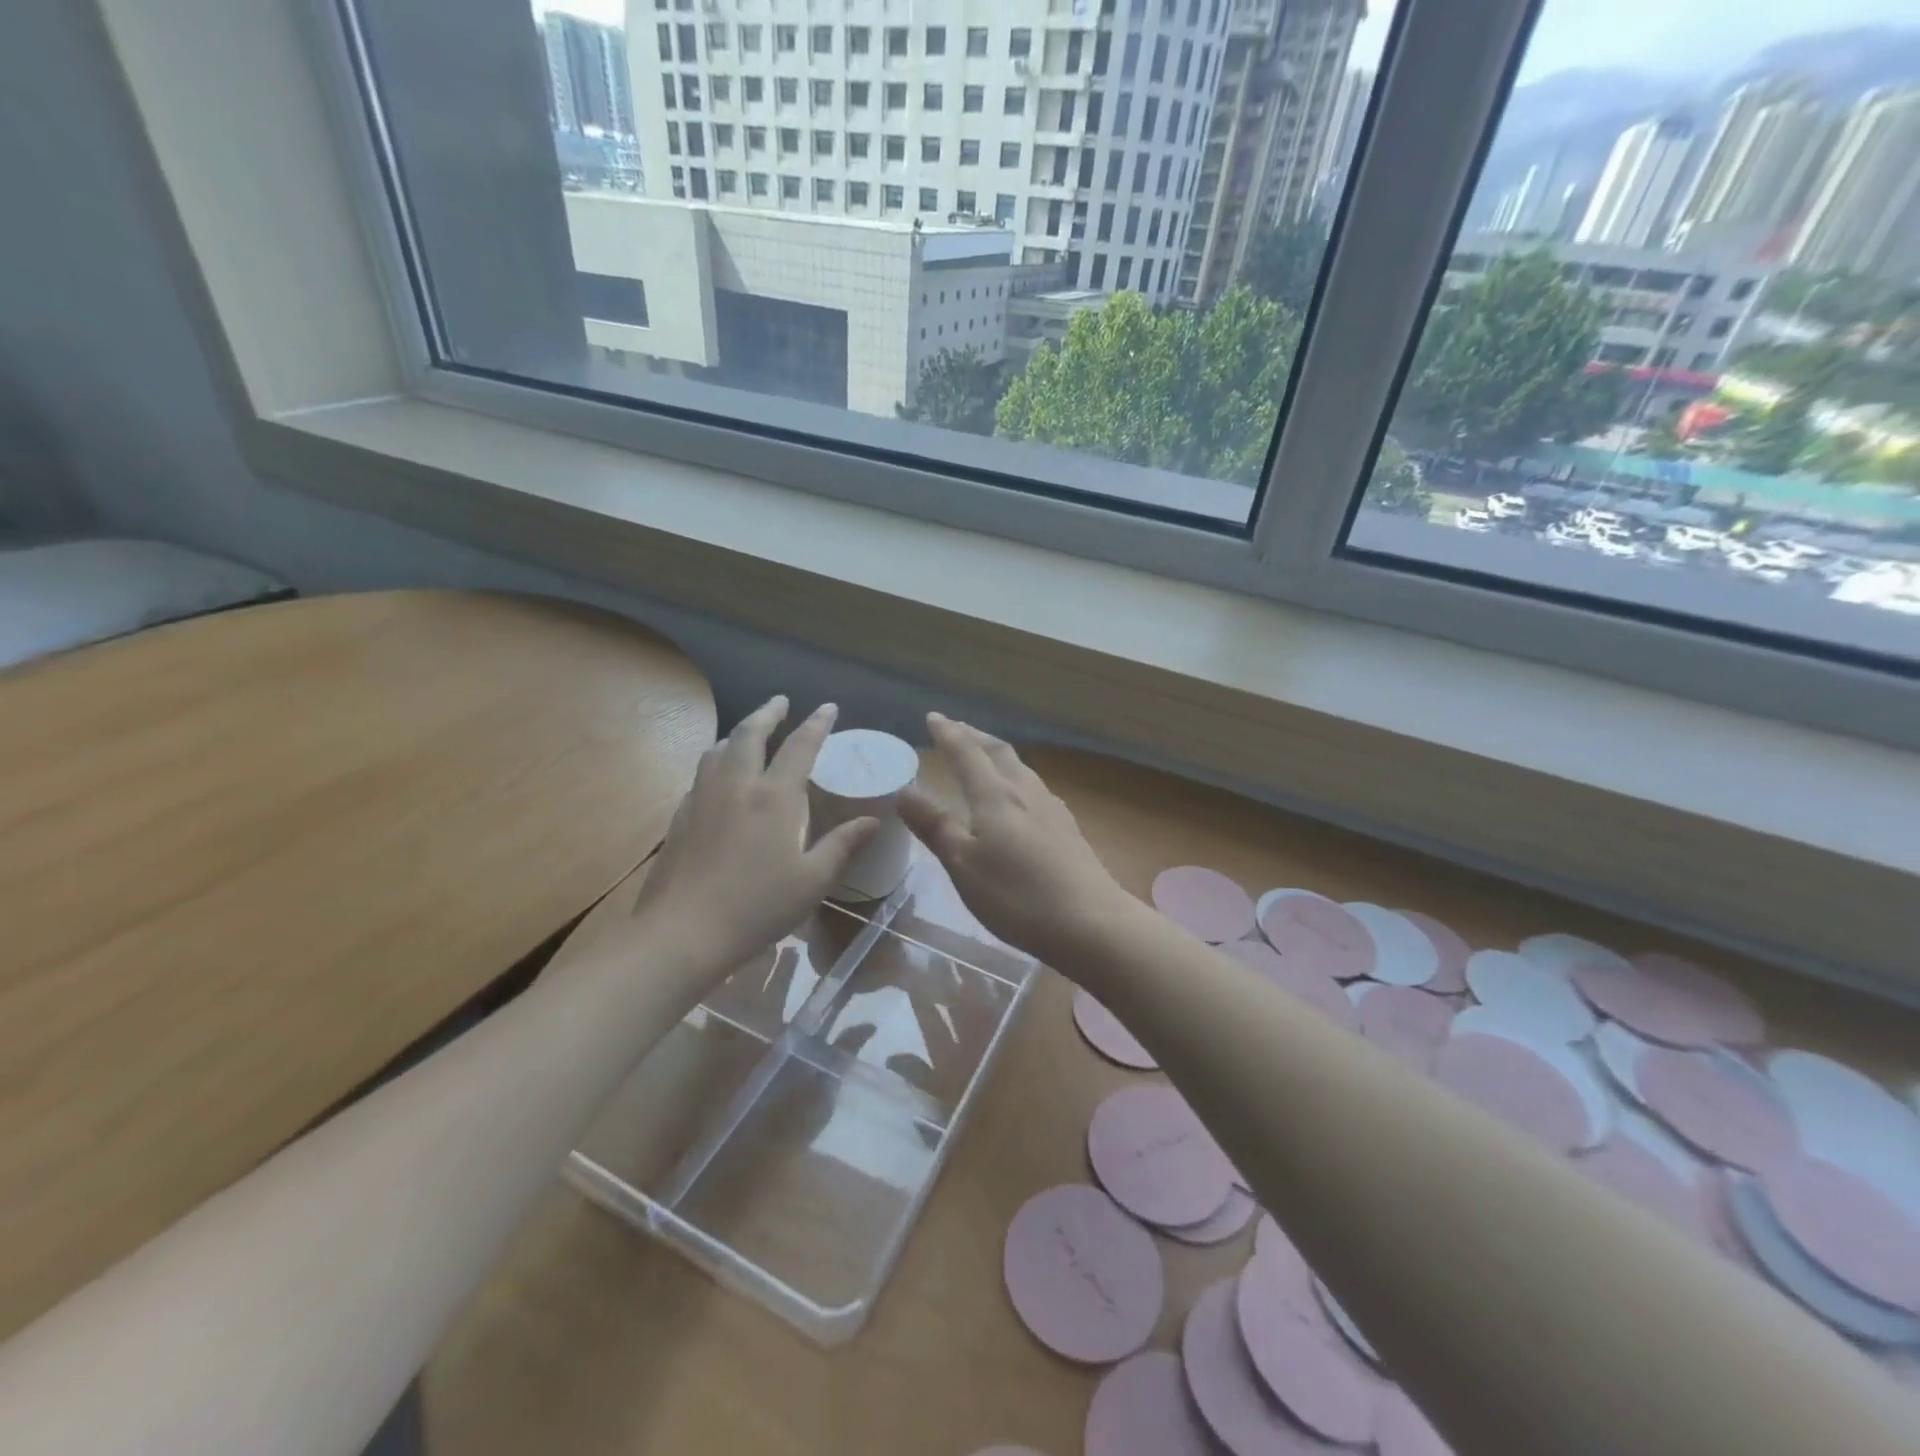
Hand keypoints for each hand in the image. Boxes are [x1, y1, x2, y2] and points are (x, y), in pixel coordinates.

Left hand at [631, 698, 877, 975]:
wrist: (683, 932)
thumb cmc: (758, 906)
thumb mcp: (814, 880)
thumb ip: (843, 845)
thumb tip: (873, 820)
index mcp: (774, 797)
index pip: (800, 746)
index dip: (816, 724)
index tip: (828, 707)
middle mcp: (737, 785)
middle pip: (749, 734)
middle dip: (767, 712)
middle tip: (780, 701)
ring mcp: (703, 798)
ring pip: (719, 749)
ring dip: (738, 732)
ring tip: (749, 731)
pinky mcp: (681, 816)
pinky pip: (701, 773)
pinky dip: (717, 759)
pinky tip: (720, 776)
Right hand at [898, 714, 1123, 967]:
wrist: (1091, 922)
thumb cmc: (1016, 895)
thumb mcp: (963, 863)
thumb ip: (934, 825)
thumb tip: (904, 790)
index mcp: (995, 795)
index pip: (967, 753)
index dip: (948, 734)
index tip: (933, 717)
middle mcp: (1025, 792)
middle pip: (998, 752)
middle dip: (974, 736)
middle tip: (956, 727)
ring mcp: (1052, 809)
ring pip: (1020, 768)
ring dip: (997, 754)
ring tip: (984, 754)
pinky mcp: (1068, 829)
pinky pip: (1035, 788)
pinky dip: (1016, 777)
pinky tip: (1021, 795)